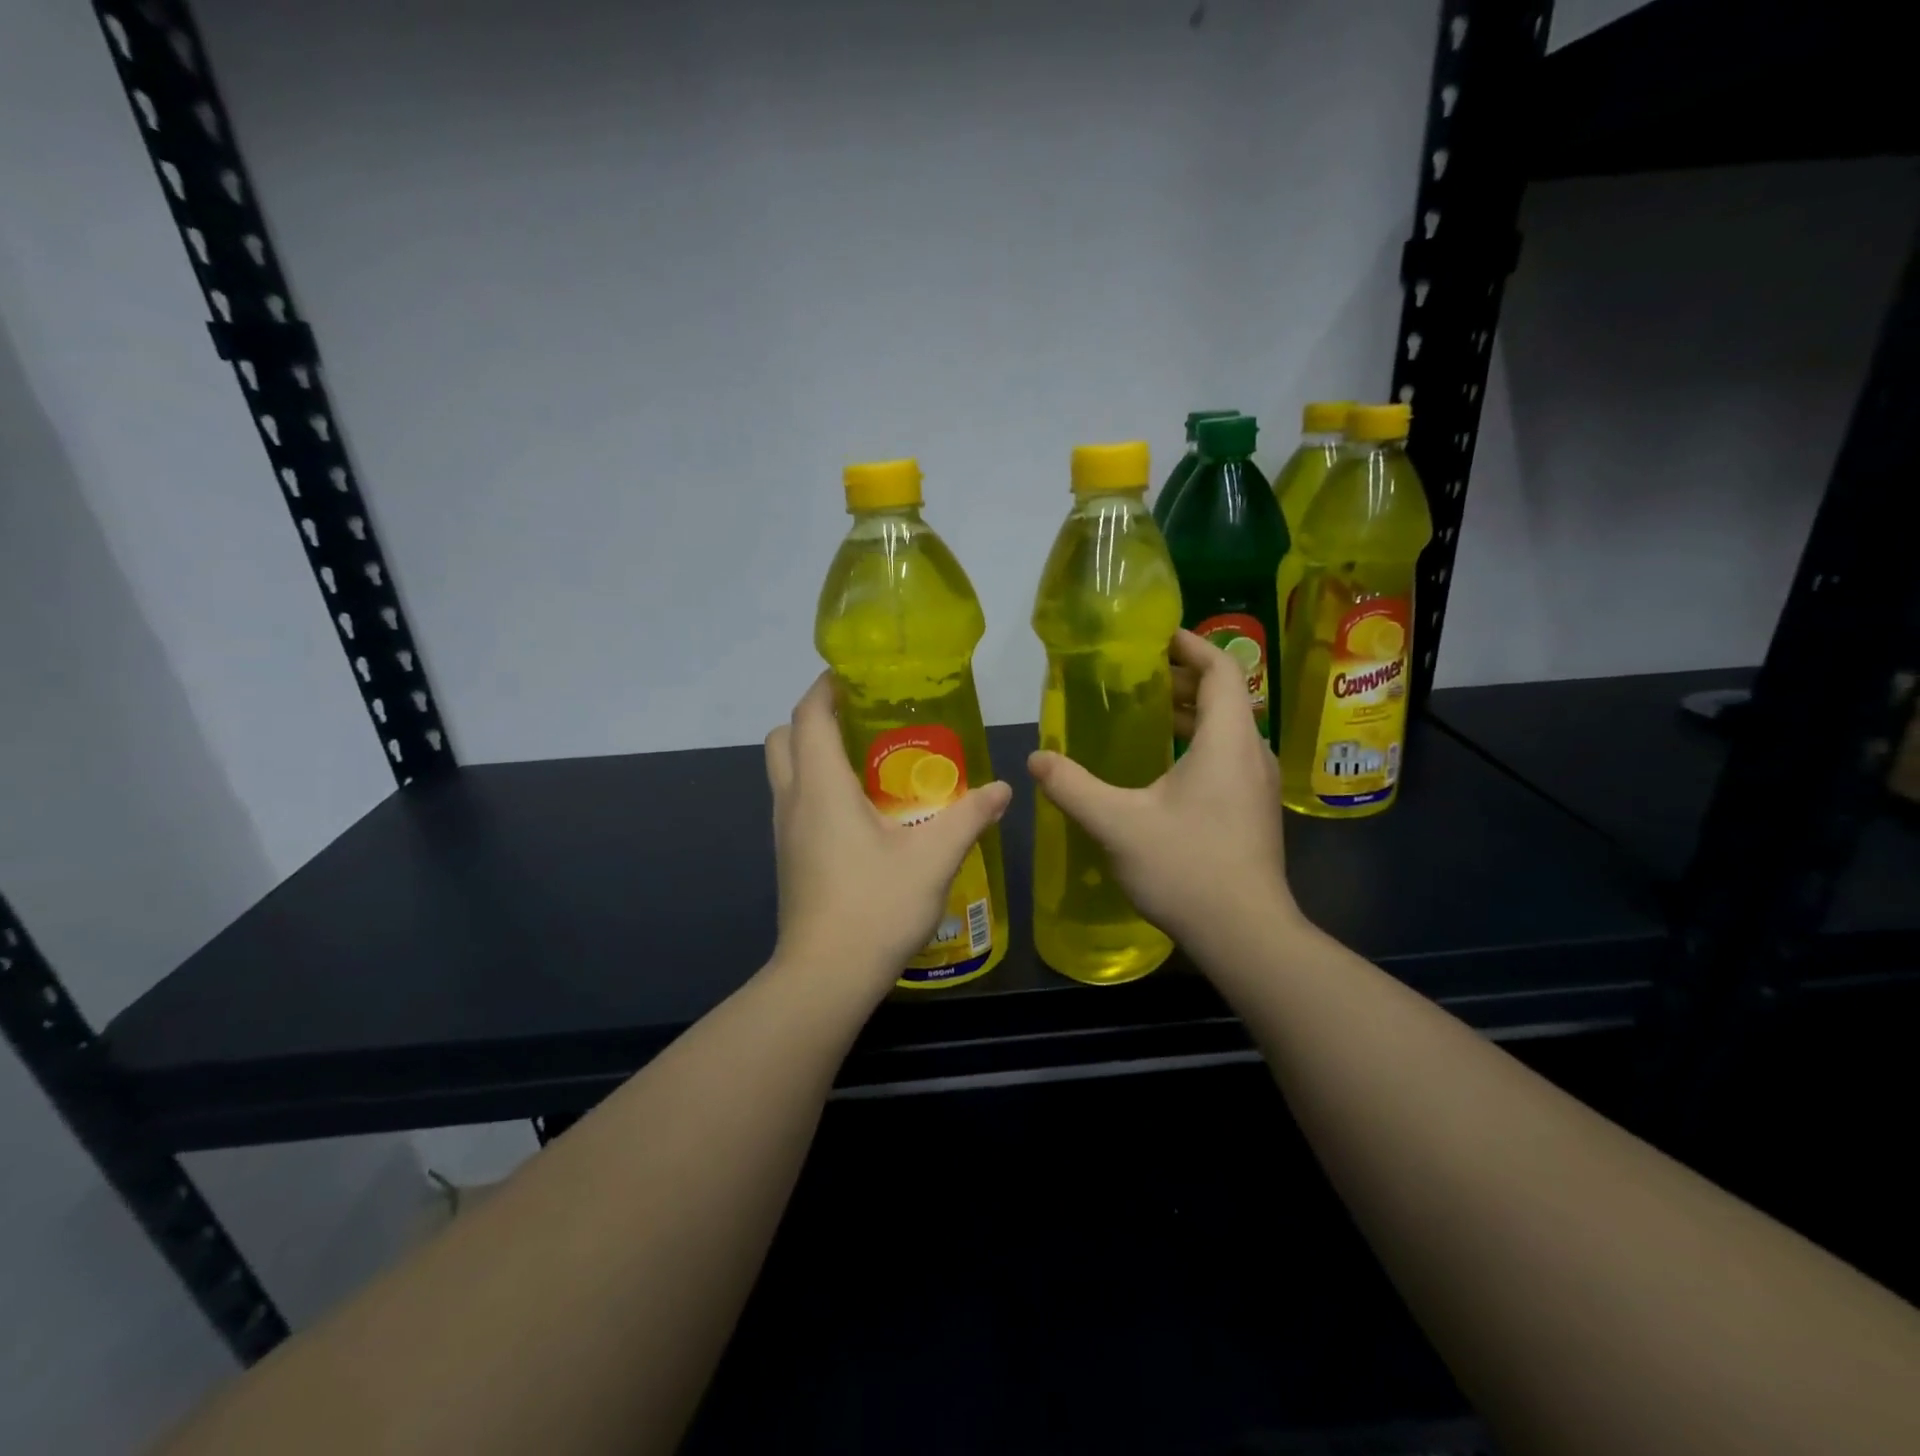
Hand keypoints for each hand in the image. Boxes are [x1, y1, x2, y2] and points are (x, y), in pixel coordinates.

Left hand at [764, 674, 1011, 1001]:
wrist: (825, 977)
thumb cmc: (875, 906)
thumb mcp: (934, 858)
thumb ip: (969, 817)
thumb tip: (1003, 788)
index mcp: (821, 787)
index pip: (808, 716)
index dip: (825, 687)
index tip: (854, 674)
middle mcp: (792, 801)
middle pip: (784, 738)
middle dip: (815, 718)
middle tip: (862, 718)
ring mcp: (784, 832)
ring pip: (785, 772)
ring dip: (814, 754)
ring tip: (868, 760)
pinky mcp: (789, 858)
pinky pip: (795, 803)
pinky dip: (817, 788)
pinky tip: (862, 812)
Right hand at [1028, 630, 1299, 956]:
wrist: (1245, 935)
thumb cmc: (1186, 868)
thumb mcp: (1117, 823)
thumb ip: (1073, 786)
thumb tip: (1037, 758)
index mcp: (1227, 740)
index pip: (1221, 669)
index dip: (1192, 645)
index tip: (1158, 637)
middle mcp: (1251, 754)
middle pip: (1226, 697)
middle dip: (1184, 680)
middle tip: (1139, 677)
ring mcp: (1258, 786)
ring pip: (1229, 731)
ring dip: (1192, 715)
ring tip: (1148, 716)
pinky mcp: (1253, 812)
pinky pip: (1229, 759)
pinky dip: (1199, 745)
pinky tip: (1164, 770)